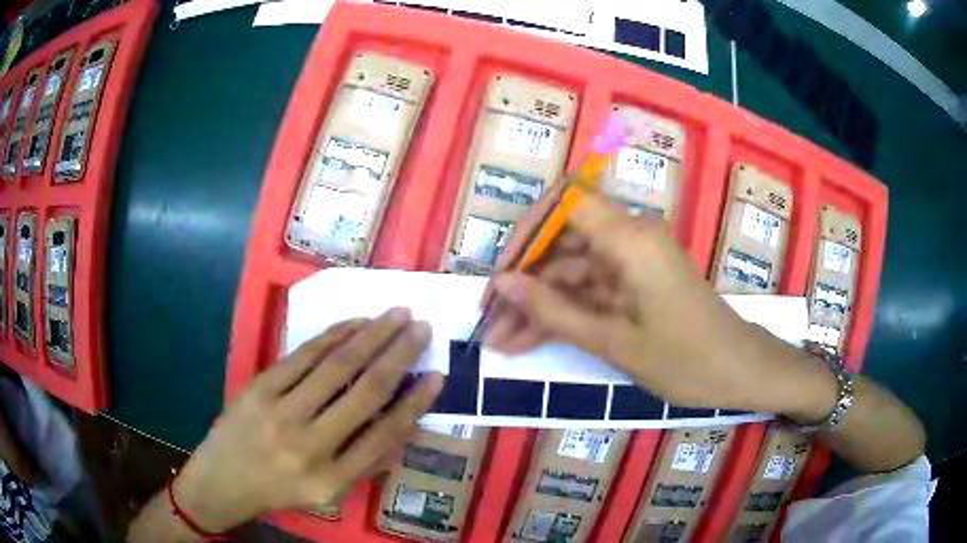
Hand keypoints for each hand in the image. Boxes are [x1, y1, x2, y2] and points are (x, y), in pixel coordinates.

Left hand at [171, 309, 442, 532]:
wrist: (221, 481)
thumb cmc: (279, 489)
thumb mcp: (327, 493)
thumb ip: (364, 462)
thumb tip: (402, 424)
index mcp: (332, 478)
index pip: (385, 435)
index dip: (415, 403)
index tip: (437, 375)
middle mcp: (310, 445)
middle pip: (364, 392)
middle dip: (399, 355)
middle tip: (422, 327)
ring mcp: (281, 412)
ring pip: (336, 366)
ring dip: (371, 335)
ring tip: (396, 314)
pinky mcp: (260, 388)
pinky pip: (303, 356)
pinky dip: (333, 335)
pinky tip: (354, 323)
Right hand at [485, 192, 818, 412]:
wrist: (739, 371)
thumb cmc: (686, 360)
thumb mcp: (615, 342)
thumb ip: (554, 311)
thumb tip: (503, 285)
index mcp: (630, 238)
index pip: (565, 202)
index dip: (526, 229)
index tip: (501, 271)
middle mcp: (630, 237)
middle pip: (563, 243)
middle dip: (523, 281)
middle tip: (490, 320)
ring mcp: (633, 260)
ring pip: (571, 271)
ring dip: (537, 304)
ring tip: (501, 340)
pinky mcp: (636, 281)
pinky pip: (590, 288)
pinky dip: (563, 312)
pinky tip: (530, 340)